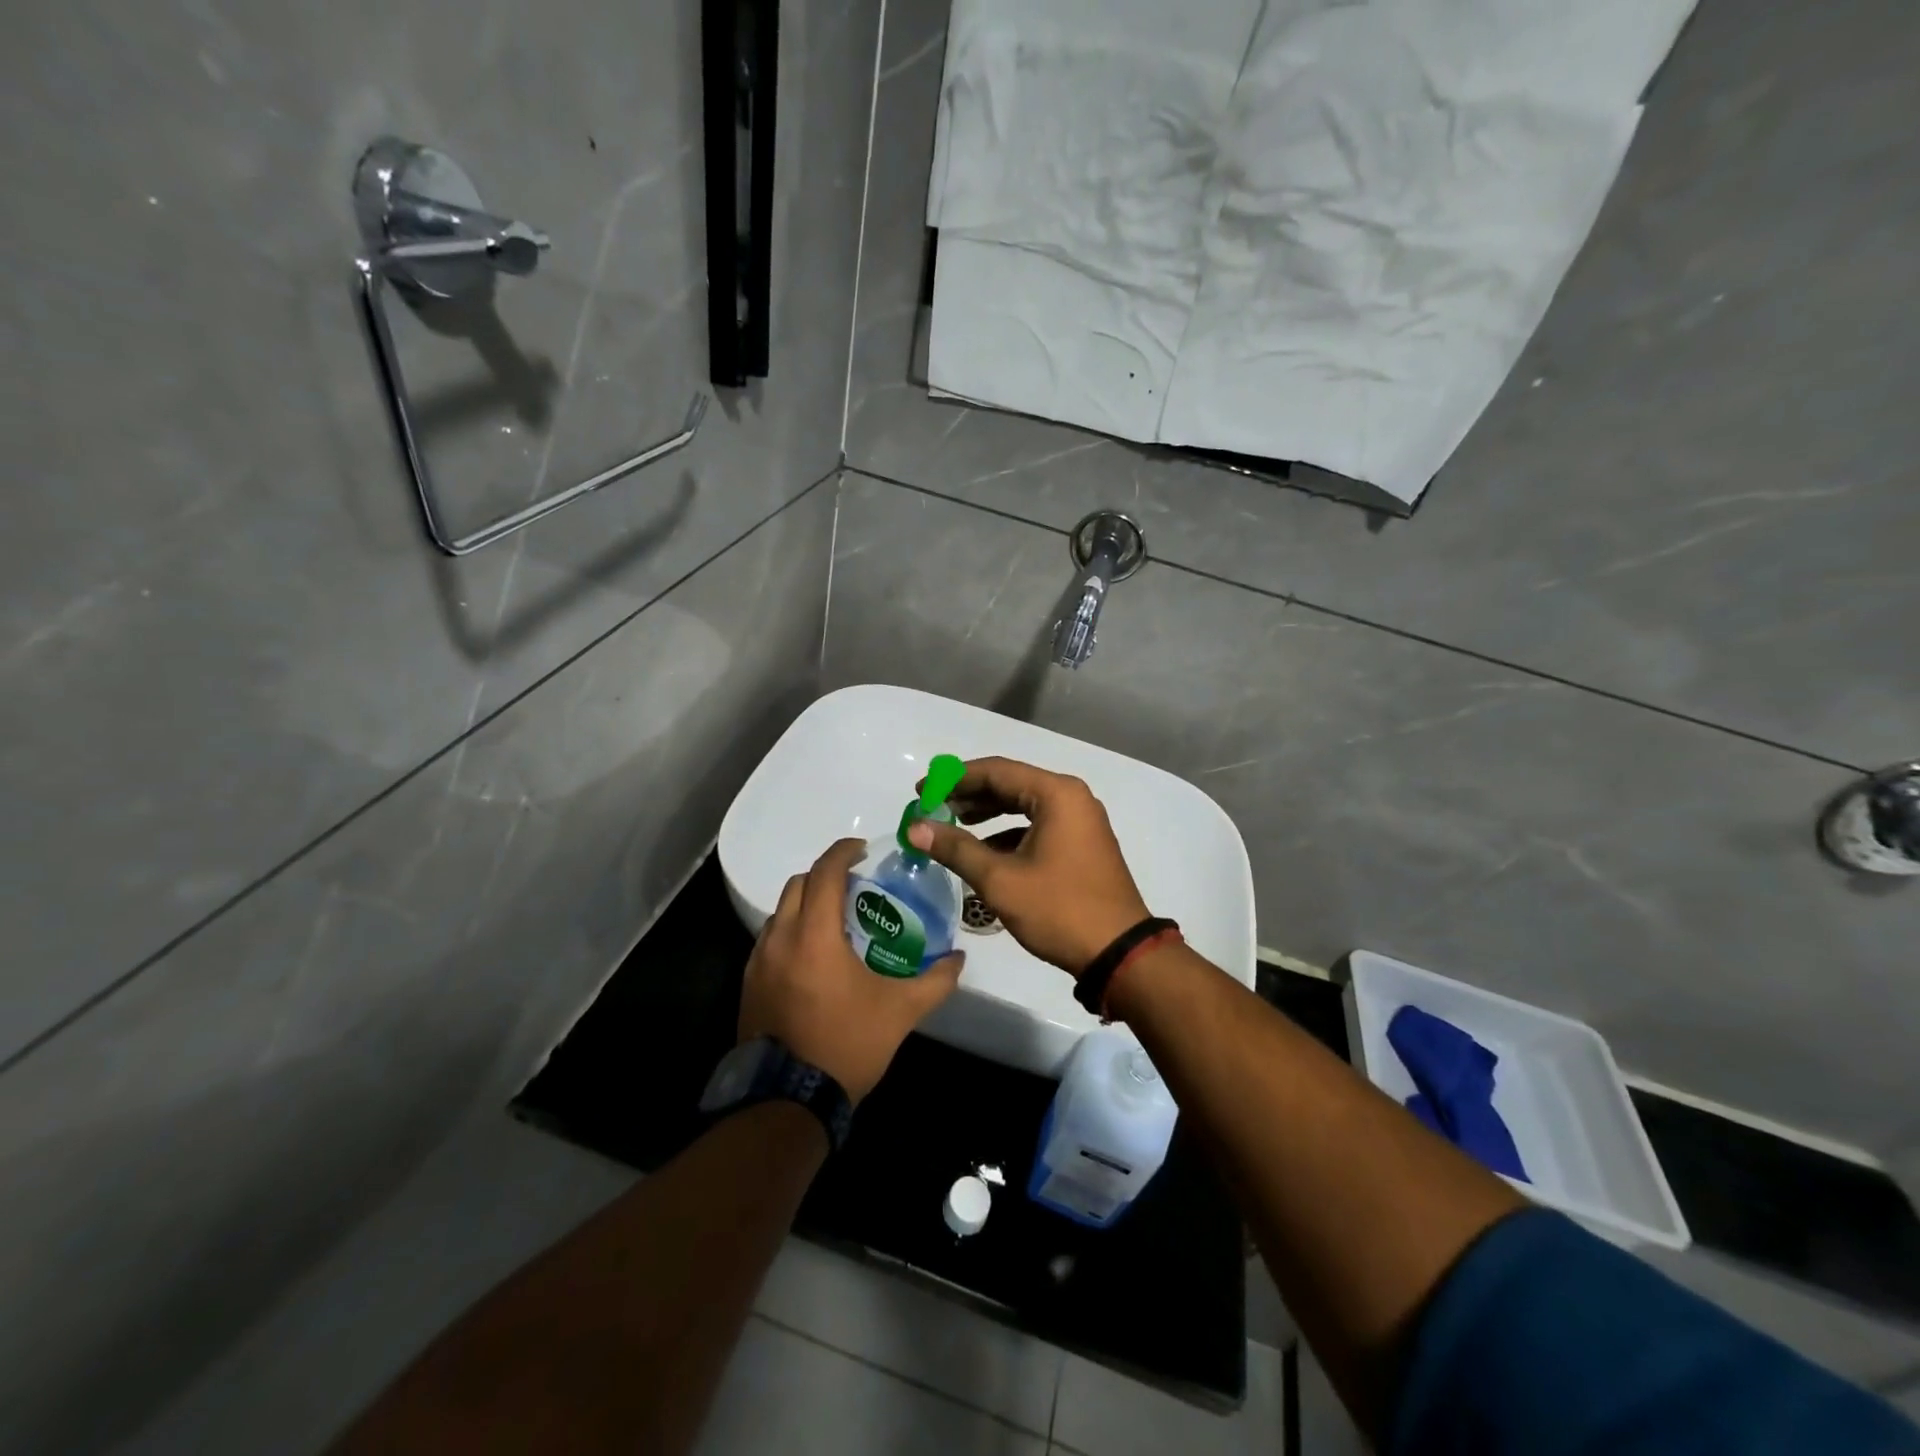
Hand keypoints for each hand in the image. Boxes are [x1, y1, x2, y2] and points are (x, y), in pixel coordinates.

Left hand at [738, 837, 963, 1103]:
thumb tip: (959, 959)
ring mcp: (758, 962)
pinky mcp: (749, 985)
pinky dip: (791, 932)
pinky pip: (770, 940)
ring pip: (780, 912)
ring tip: (836, 922)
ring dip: (806, 905)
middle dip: (825, 876)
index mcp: (814, 935)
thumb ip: (934, 981)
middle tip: (854, 887)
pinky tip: (813, 959)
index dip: (843, 853)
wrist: (788, 1101)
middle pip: (798, 884)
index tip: (863, 850)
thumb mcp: (900, 1012)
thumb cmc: (846, 1044)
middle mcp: (780, 938)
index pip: (824, 873)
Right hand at [907, 756, 1150, 977]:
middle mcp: (1072, 798)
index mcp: (1056, 794)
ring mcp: (1081, 821)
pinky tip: (985, 852)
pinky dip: (1009, 833)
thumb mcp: (1000, 879)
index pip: (996, 771)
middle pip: (1010, 784)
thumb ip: (956, 848)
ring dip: (987, 814)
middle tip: (932, 809)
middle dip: (969, 795)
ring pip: (1024, 805)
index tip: (921, 791)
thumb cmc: (1059, 909)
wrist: (1120, 954)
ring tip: (952, 827)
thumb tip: (914, 828)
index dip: (953, 779)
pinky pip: (1038, 825)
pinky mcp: (1082, 844)